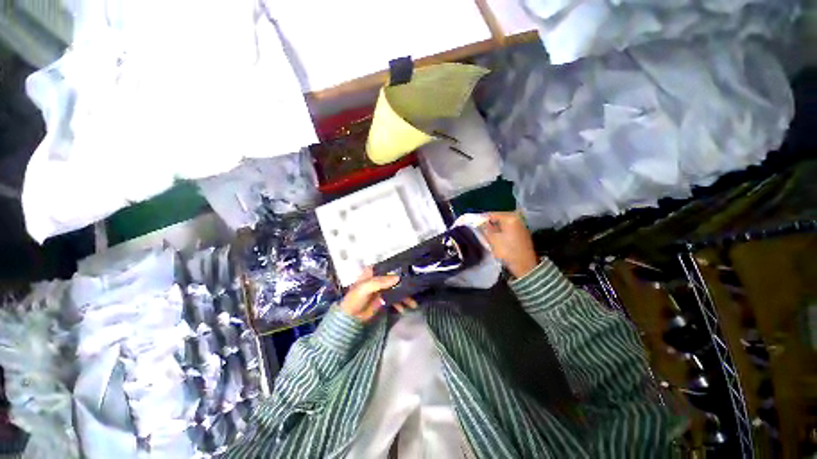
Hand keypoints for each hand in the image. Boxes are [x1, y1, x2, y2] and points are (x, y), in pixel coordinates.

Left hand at [339, 268, 415, 321]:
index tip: (411, 270)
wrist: (350, 318)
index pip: (388, 267)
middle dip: (405, 284)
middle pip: (395, 279)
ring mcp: (382, 289)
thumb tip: (398, 277)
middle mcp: (379, 278)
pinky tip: (403, 309)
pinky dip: (400, 303)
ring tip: (413, 304)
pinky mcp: (384, 299)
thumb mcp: (366, 287)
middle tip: (416, 289)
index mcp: (373, 272)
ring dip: (405, 296)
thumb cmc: (355, 299)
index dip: (399, 268)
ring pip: (397, 289)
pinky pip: (395, 299)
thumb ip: (381, 282)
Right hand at [479, 212, 538, 278]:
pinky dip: (499, 230)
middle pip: (497, 217)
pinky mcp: (521, 232)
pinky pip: (507, 228)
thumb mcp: (492, 240)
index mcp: (510, 218)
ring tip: (484, 233)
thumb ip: (484, 228)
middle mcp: (517, 218)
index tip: (471, 222)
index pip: (491, 214)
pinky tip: (494, 236)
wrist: (525, 266)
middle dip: (486, 223)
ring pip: (502, 223)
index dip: (479, 218)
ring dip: (493, 227)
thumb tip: (477, 221)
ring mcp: (520, 225)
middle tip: (476, 228)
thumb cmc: (507, 252)